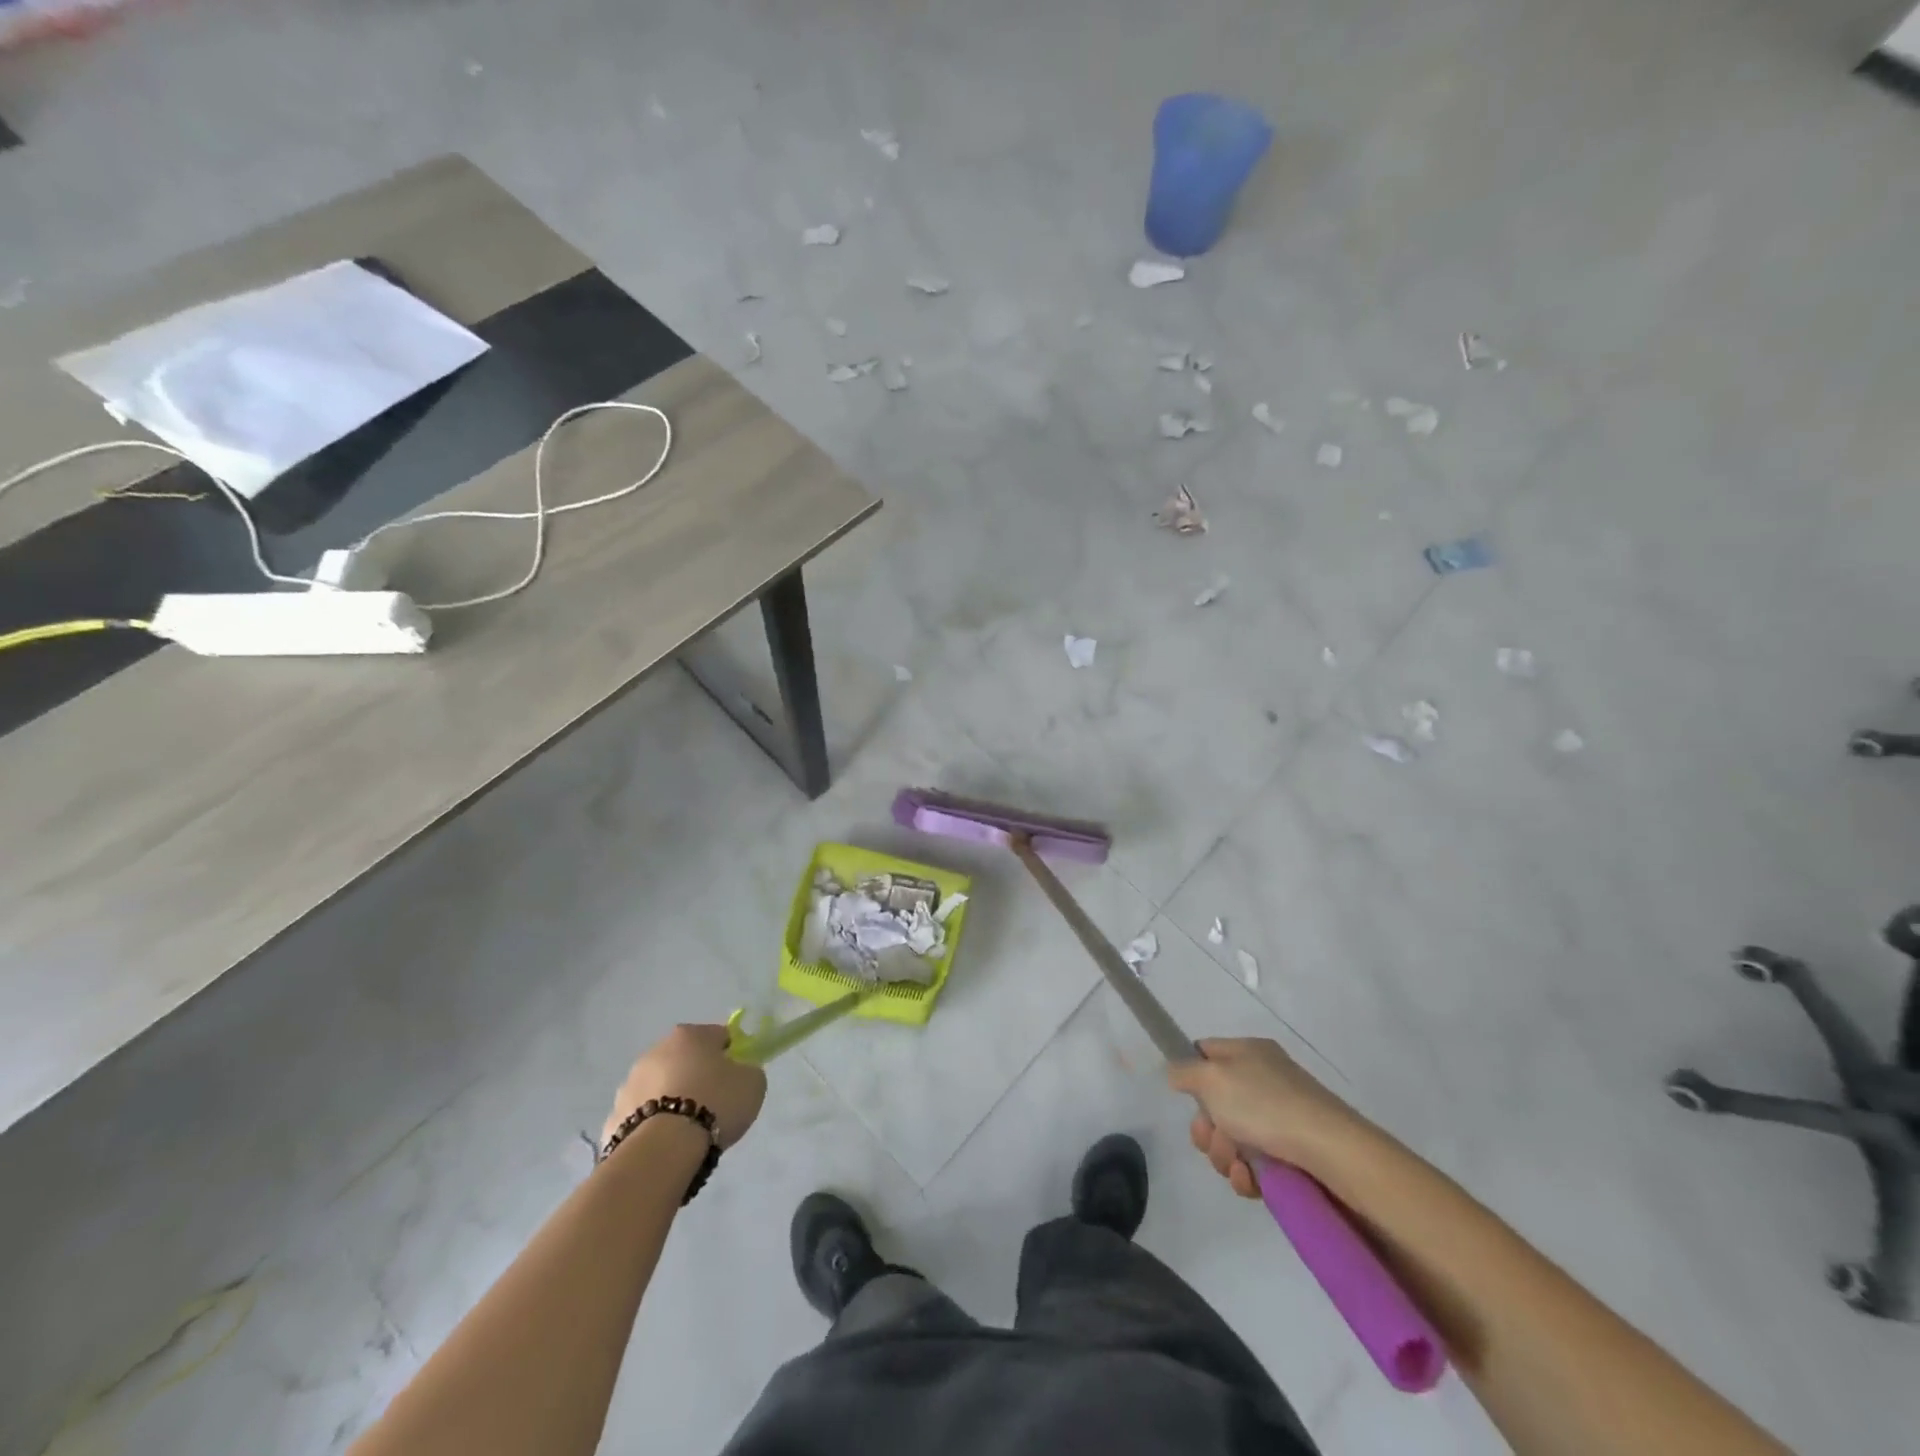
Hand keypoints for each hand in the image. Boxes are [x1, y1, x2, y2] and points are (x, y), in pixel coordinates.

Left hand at [605, 1024, 765, 1149]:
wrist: (661, 1151)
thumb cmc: (714, 1105)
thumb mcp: (753, 1083)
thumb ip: (747, 1071)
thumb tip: (738, 1073)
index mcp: (689, 1035)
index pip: (719, 1036)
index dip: (731, 1056)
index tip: (736, 1079)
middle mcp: (655, 1051)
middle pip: (685, 1060)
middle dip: (697, 1077)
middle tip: (714, 1105)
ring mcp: (629, 1085)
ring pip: (660, 1088)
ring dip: (672, 1100)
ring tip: (688, 1131)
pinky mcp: (612, 1119)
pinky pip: (641, 1118)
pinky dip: (652, 1127)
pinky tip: (665, 1146)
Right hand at [1167, 1037, 1366, 1196]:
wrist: (1330, 1153)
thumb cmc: (1265, 1105)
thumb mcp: (1212, 1077)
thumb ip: (1185, 1071)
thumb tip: (1176, 1072)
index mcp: (1248, 1052)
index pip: (1205, 1052)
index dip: (1190, 1073)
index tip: (1184, 1096)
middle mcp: (1263, 1080)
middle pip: (1214, 1103)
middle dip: (1206, 1128)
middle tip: (1213, 1138)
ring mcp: (1278, 1119)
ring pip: (1231, 1139)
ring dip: (1225, 1155)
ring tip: (1239, 1165)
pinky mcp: (1290, 1155)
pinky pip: (1253, 1165)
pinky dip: (1247, 1175)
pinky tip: (1252, 1181)